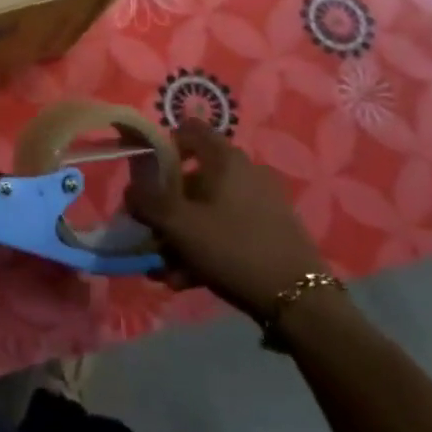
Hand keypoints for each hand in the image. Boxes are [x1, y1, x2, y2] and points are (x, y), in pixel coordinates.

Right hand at [125, 120, 328, 317]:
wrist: (300, 301)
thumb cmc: (233, 248)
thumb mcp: (179, 225)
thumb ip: (147, 202)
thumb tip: (131, 189)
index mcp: (225, 159)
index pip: (188, 130)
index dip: (162, 146)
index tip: (146, 176)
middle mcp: (245, 172)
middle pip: (194, 177)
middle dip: (168, 207)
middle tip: (152, 233)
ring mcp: (262, 202)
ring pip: (208, 210)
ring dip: (183, 235)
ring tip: (166, 269)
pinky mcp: (271, 231)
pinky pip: (228, 230)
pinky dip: (206, 248)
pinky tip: (189, 279)